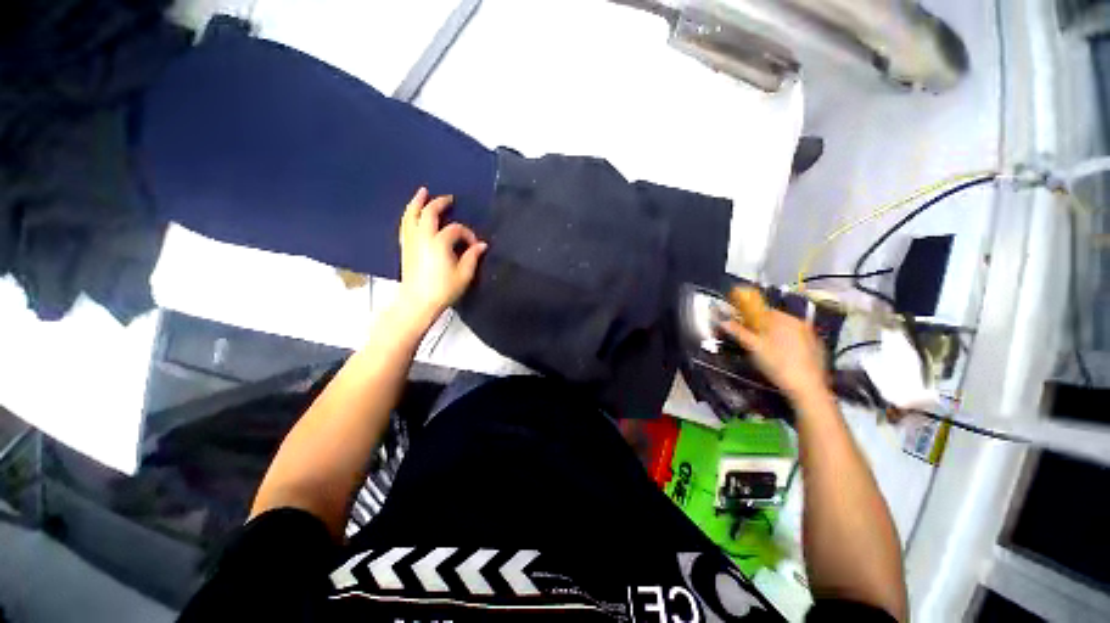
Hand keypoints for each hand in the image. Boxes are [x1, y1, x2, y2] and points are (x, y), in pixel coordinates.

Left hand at [398, 187, 487, 320]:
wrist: (418, 302)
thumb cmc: (443, 289)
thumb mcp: (464, 275)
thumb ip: (472, 257)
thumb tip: (482, 245)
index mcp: (439, 242)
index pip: (455, 229)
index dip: (467, 234)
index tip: (475, 245)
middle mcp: (423, 237)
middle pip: (429, 213)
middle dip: (439, 203)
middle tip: (449, 198)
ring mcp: (411, 241)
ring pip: (411, 216)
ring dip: (417, 203)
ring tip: (422, 193)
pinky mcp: (405, 248)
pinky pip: (405, 226)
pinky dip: (409, 216)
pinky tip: (411, 214)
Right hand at [721, 309, 829, 400]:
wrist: (806, 387)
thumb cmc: (776, 364)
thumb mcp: (753, 347)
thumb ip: (739, 332)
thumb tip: (723, 322)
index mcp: (784, 319)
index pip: (764, 311)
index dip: (751, 318)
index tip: (744, 328)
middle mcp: (800, 323)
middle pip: (777, 320)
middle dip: (764, 327)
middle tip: (754, 341)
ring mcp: (812, 335)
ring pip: (789, 331)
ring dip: (777, 336)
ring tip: (768, 350)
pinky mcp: (819, 348)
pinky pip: (799, 340)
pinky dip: (790, 344)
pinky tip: (784, 358)